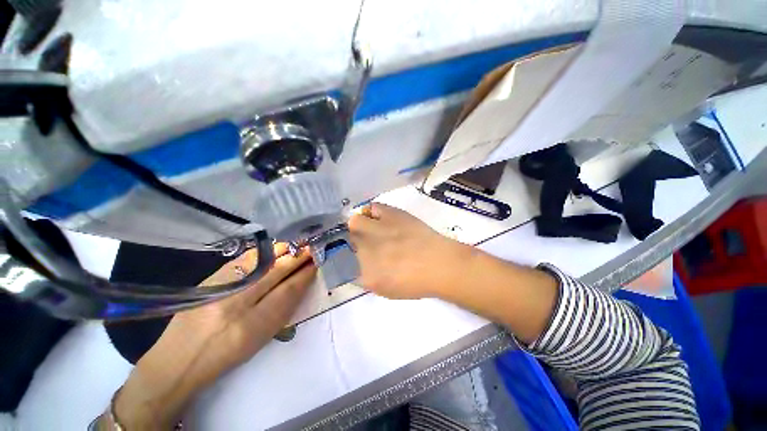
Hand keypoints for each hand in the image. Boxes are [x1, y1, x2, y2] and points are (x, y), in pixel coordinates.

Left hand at [112, 245, 315, 428]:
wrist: (179, 359)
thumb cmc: (226, 353)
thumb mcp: (261, 337)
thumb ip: (283, 307)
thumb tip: (301, 280)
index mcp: (252, 324)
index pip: (288, 290)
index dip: (305, 273)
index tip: (317, 262)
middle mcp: (236, 301)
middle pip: (276, 270)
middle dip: (297, 257)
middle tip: (312, 249)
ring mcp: (221, 285)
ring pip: (261, 261)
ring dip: (283, 251)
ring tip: (297, 247)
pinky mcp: (212, 277)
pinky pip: (245, 259)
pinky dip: (265, 252)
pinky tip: (275, 249)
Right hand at [348, 203, 557, 343]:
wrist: (440, 263)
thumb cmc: (415, 283)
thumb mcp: (384, 289)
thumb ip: (363, 278)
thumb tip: (352, 266)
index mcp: (364, 273)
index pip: (338, 262)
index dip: (336, 259)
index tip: (341, 257)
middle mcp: (366, 249)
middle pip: (342, 239)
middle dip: (345, 241)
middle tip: (357, 243)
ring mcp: (379, 229)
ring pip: (353, 222)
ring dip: (356, 227)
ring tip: (366, 229)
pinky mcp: (392, 214)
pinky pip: (373, 208)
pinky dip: (372, 212)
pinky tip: (377, 218)